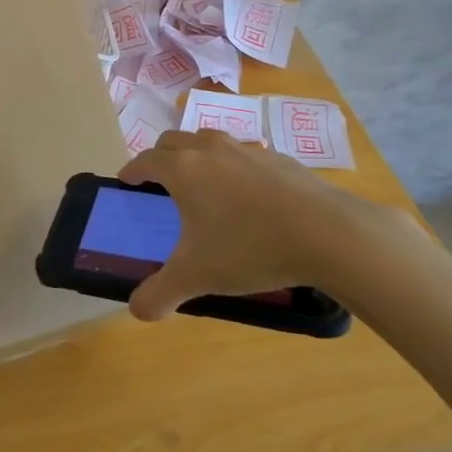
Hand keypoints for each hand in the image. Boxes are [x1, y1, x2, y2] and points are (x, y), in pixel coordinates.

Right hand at [118, 129, 419, 320]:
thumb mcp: (197, 277)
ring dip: (197, 153)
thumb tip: (136, 311)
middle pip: (173, 141)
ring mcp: (246, 149)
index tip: (126, 181)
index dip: (131, 170)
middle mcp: (210, 150)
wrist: (325, 233)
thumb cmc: (249, 248)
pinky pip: (244, 153)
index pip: (146, 160)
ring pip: (210, 139)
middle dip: (160, 157)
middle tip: (159, 181)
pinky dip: (233, 165)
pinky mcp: (278, 158)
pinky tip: (248, 194)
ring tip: (202, 182)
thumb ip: (160, 293)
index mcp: (183, 170)